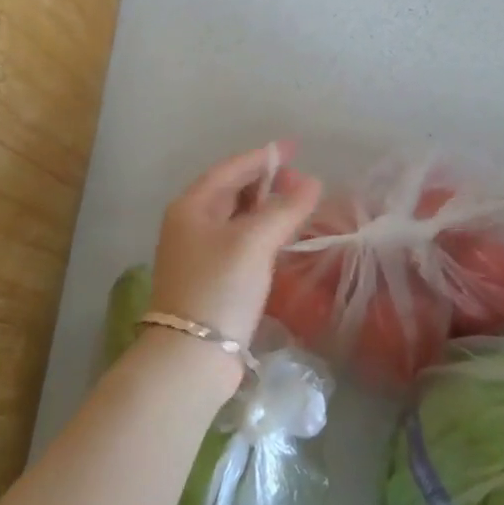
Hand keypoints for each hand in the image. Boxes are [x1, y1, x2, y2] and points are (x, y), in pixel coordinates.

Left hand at [150, 142, 322, 346]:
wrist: (192, 356)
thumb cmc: (220, 287)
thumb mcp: (254, 242)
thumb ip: (285, 208)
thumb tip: (313, 181)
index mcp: (192, 206)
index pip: (231, 169)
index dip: (264, 156)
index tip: (295, 148)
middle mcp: (190, 224)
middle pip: (232, 191)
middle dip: (267, 182)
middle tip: (302, 181)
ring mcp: (198, 253)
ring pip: (237, 218)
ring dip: (266, 208)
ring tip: (298, 206)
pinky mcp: (210, 278)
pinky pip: (240, 242)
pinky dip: (262, 233)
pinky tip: (282, 238)